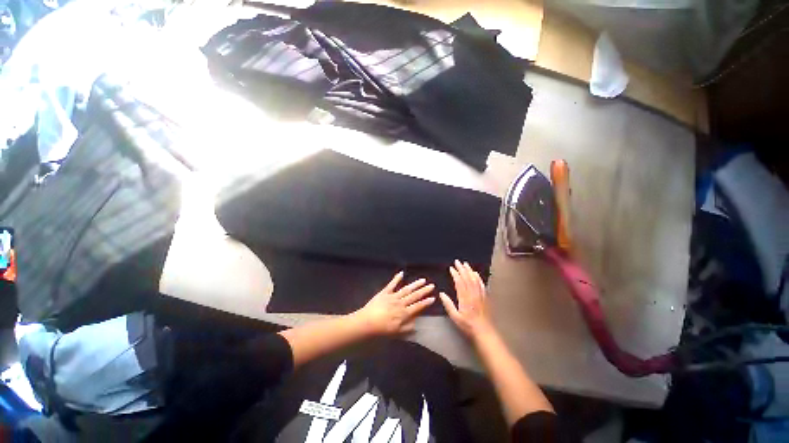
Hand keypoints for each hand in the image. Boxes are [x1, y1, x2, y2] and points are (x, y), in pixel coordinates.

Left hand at [353, 272, 434, 335]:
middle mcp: (401, 303)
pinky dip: (396, 278)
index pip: (418, 306)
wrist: (367, 322)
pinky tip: (401, 273)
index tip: (433, 297)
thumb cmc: (382, 329)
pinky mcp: (385, 292)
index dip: (426, 302)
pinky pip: (392, 284)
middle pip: (414, 296)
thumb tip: (417, 323)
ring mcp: (393, 296)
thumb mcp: (397, 332)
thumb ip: (408, 327)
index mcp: (404, 313)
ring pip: (406, 289)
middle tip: (431, 285)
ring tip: (423, 280)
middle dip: (424, 291)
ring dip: (415, 284)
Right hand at [440, 260, 492, 337]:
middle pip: (467, 278)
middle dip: (462, 269)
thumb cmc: (467, 325)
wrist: (484, 331)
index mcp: (464, 298)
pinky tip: (476, 274)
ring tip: (465, 264)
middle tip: (458, 261)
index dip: (455, 274)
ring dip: (470, 271)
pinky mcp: (485, 297)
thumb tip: (441, 293)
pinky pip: (481, 285)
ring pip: (474, 279)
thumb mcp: (455, 317)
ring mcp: (479, 295)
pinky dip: (478, 278)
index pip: (459, 282)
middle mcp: (472, 294)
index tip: (451, 268)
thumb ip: (448, 304)